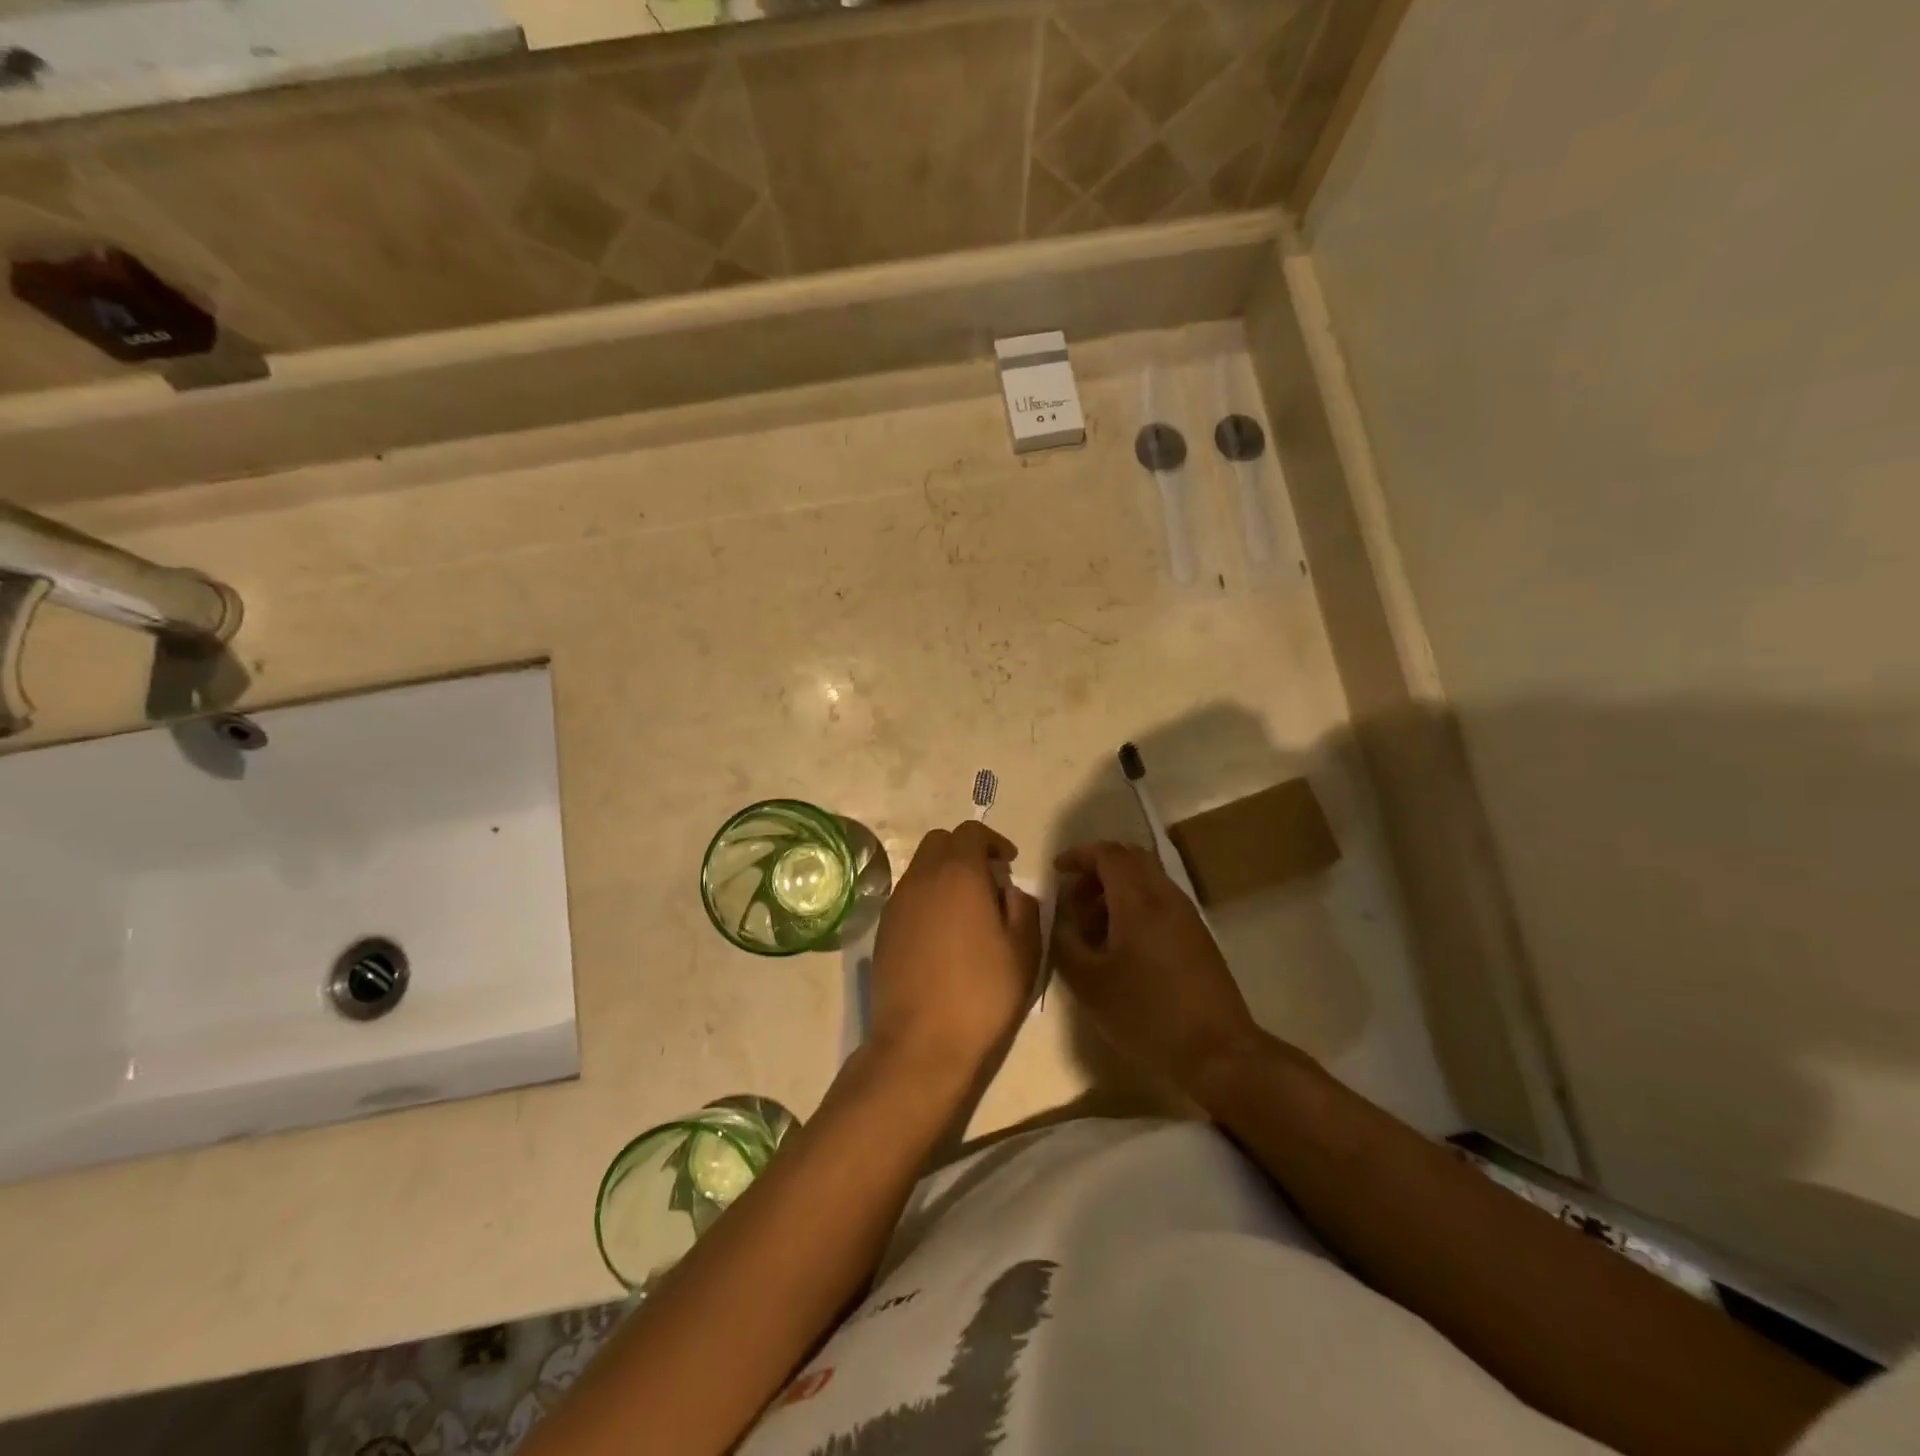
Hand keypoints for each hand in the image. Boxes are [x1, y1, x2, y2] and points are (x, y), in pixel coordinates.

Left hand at [868, 821, 1041, 1085]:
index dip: (993, 841)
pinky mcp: (883, 930)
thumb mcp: (1024, 950)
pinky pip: (908, 896)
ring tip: (967, 911)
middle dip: (965, 851)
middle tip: (989, 882)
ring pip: (921, 868)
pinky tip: (942, 934)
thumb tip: (1008, 890)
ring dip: (944, 875)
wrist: (921, 1043)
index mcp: (958, 874)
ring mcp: (897, 903)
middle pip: (940, 842)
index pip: (971, 832)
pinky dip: (927, 899)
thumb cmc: (982, 993)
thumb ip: (1023, 906)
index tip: (1009, 863)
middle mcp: (921, 878)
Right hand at [1052, 841, 1263, 1094]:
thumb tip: (1058, 918)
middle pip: (1131, 859)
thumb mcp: (1089, 983)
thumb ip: (1065, 943)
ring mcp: (1186, 916)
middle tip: (1074, 900)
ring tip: (1092, 930)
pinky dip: (1134, 907)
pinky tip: (1120, 947)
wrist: (1217, 1052)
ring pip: (1147, 881)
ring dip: (1115, 892)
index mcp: (1138, 901)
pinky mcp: (1197, 937)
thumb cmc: (1146, 1015)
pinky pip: (1160, 903)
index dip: (1079, 855)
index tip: (1056, 871)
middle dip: (1097, 870)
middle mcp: (1166, 897)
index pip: (1108, 854)